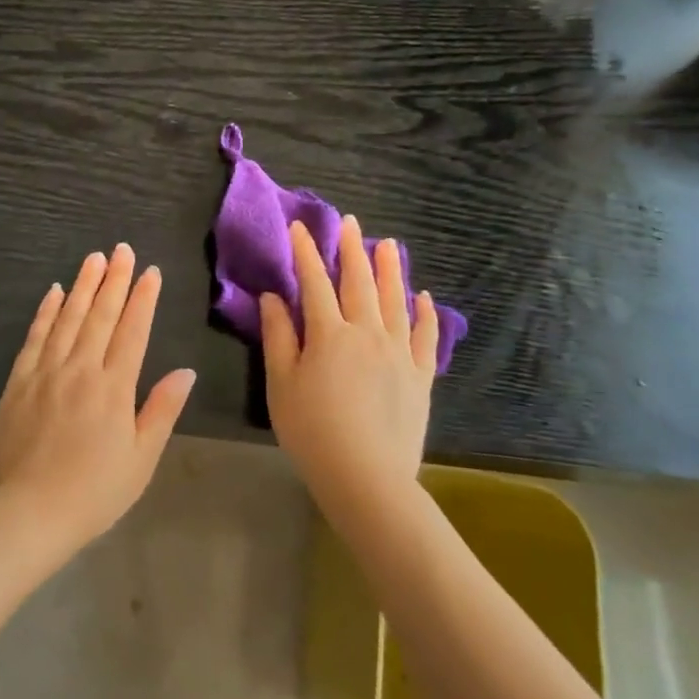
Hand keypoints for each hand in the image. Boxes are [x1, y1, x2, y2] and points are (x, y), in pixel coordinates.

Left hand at [0, 245, 196, 547]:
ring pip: (68, 318)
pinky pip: (35, 337)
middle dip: (115, 279)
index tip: (151, 272)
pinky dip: (45, 312)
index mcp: (114, 387)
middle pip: (101, 315)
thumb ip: (161, 410)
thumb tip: (185, 370)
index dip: (143, 299)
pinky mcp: (19, 381)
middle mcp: (81, 369)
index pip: (133, 331)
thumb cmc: (94, 492)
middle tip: (122, 249)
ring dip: (83, 285)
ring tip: (94, 258)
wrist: (29, 511)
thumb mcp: (141, 458)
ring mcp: (47, 371)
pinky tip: (53, 292)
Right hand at [260, 217, 438, 508]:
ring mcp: (399, 353)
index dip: (305, 253)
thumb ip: (278, 336)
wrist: (367, 477)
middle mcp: (367, 333)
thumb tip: (273, 297)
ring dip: (389, 269)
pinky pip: (425, 336)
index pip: (314, 282)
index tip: (299, 227)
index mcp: (329, 334)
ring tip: (388, 244)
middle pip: (359, 282)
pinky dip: (425, 313)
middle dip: (352, 249)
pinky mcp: (420, 375)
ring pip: (395, 300)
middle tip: (350, 222)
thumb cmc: (312, 430)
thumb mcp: (281, 383)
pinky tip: (423, 297)